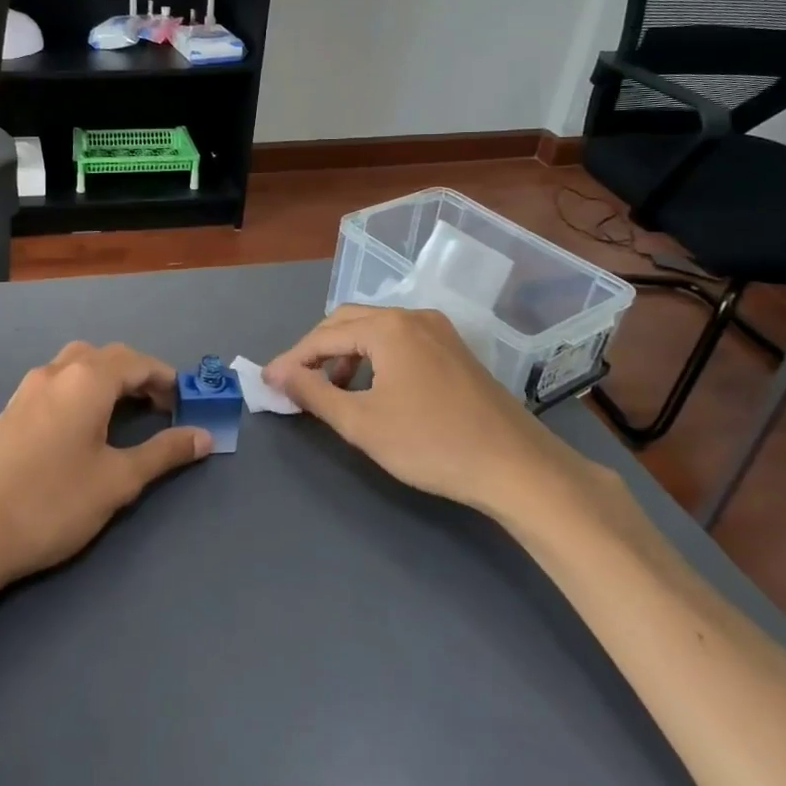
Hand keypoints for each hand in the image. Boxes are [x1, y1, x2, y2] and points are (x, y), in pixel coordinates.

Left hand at [0, 341, 211, 590]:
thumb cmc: (53, 502)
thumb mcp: (118, 480)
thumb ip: (164, 453)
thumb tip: (204, 436)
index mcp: (86, 379)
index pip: (138, 362)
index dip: (167, 379)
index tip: (188, 404)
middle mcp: (56, 371)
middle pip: (107, 356)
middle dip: (139, 375)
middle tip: (161, 409)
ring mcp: (28, 388)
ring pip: (78, 365)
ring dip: (108, 379)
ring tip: (126, 415)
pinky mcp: (11, 410)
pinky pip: (57, 382)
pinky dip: (82, 390)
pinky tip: (84, 426)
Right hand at [265, 304, 586, 516]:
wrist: (517, 468)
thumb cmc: (432, 444)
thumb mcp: (362, 423)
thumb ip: (314, 394)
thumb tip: (279, 374)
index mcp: (388, 328)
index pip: (324, 336)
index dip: (292, 359)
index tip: (268, 383)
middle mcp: (413, 317)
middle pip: (348, 321)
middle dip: (317, 350)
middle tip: (295, 382)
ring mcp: (439, 331)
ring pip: (375, 330)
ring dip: (345, 354)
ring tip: (332, 390)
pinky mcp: (455, 350)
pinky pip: (400, 341)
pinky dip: (374, 358)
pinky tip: (373, 389)